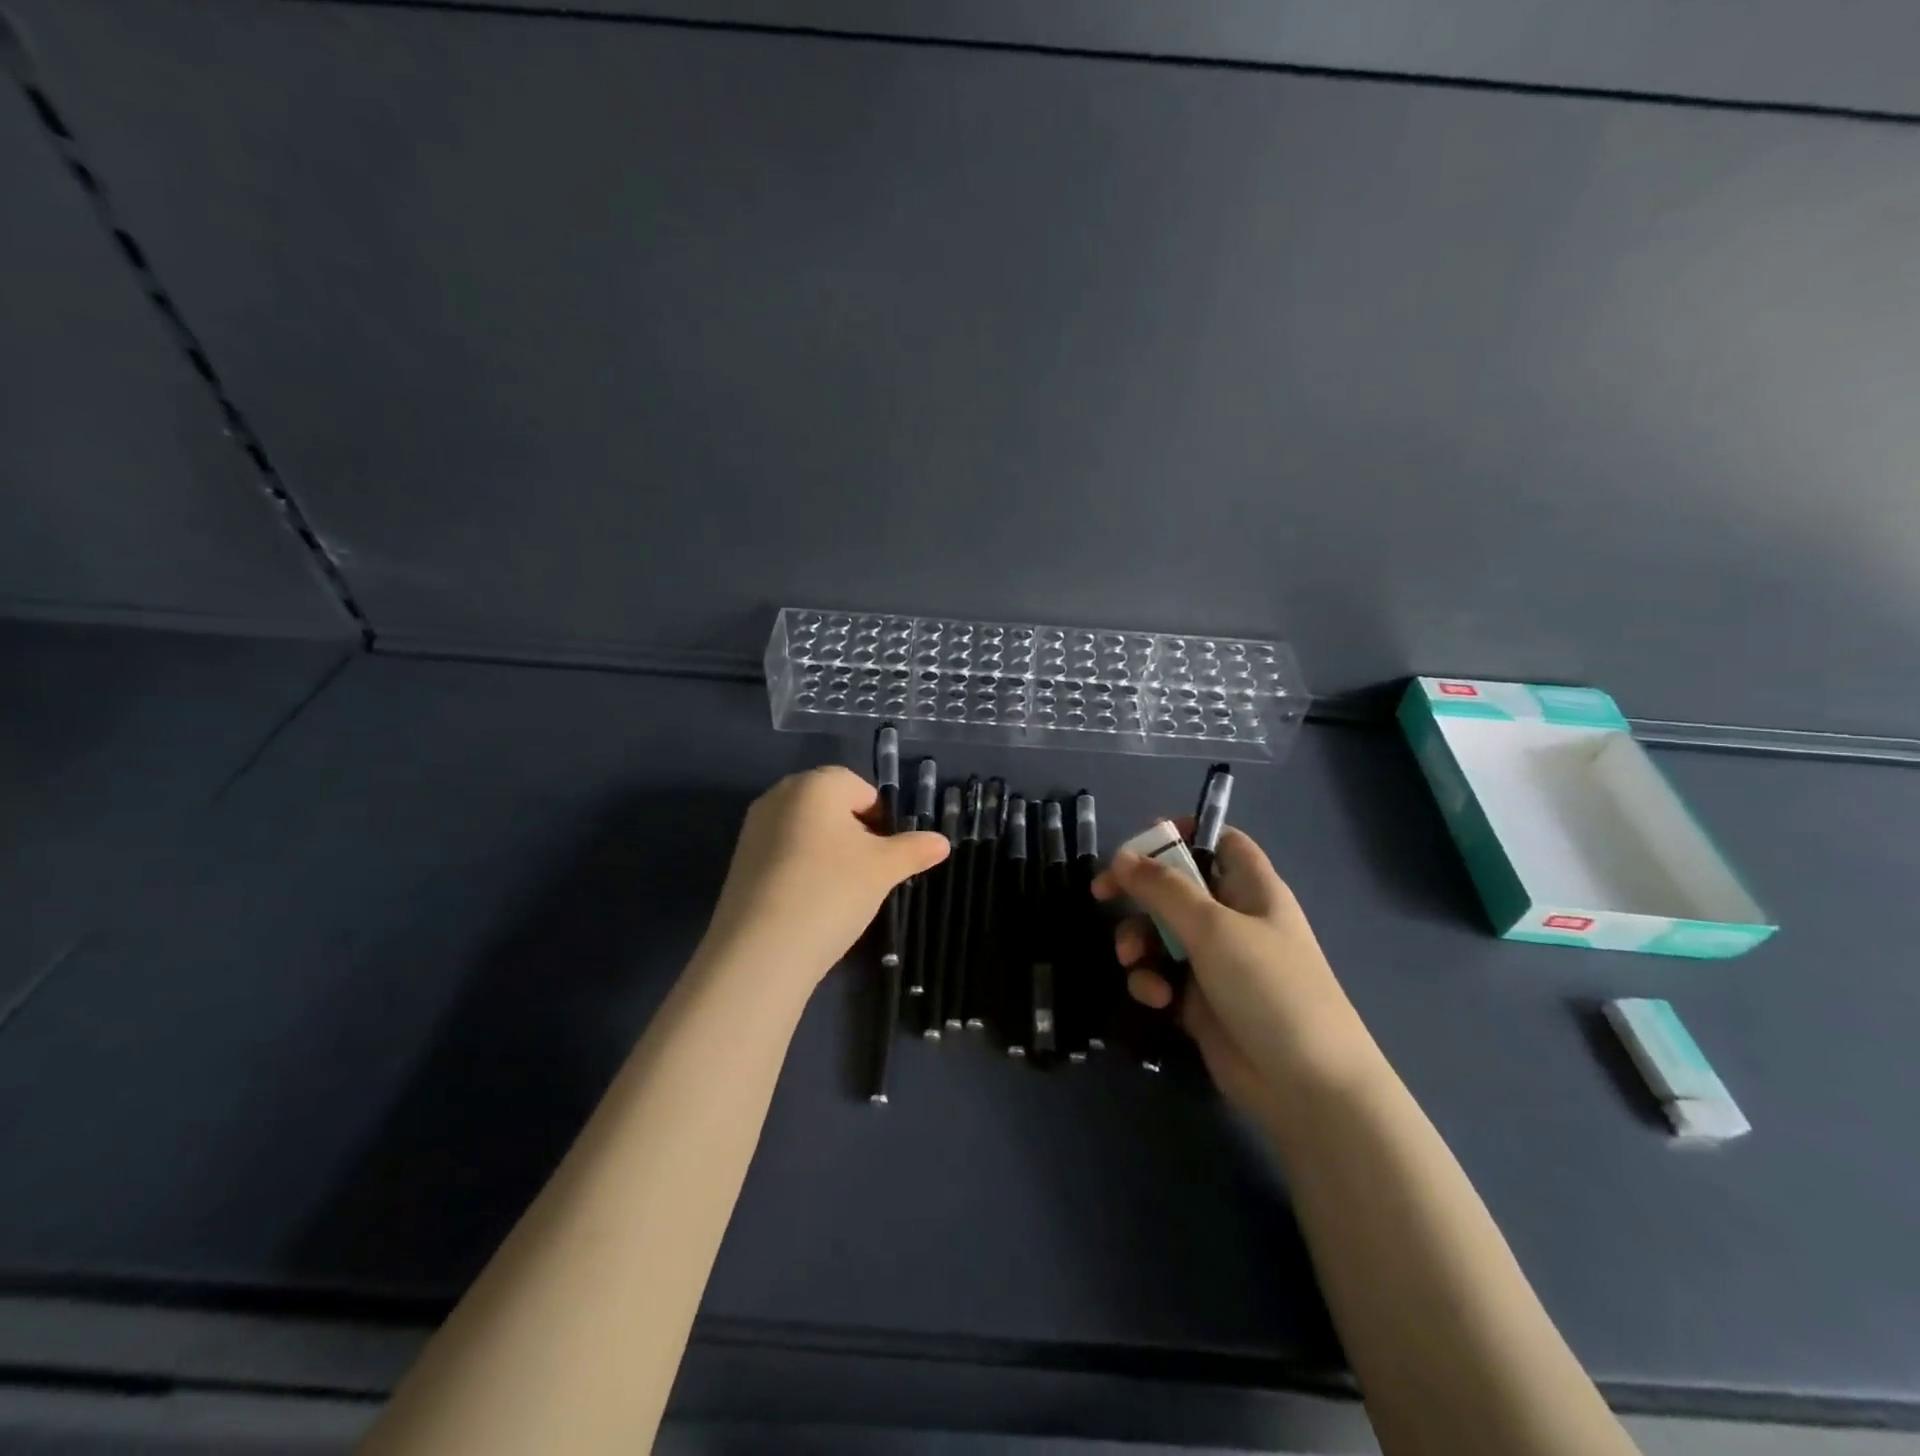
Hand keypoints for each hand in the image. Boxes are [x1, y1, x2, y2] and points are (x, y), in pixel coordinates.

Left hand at [701, 766, 949, 986]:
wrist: (761, 950)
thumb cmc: (832, 892)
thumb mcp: (883, 869)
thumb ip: (914, 849)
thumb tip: (942, 842)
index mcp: (816, 784)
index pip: (862, 789)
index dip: (882, 821)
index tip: (887, 857)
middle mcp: (780, 794)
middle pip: (832, 807)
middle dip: (855, 834)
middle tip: (868, 874)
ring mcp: (754, 827)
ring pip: (807, 831)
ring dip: (828, 853)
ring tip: (840, 893)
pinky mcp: (740, 860)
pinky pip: (783, 853)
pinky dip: (801, 869)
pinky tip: (810, 903)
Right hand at [1092, 821, 1380, 1113]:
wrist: (1306, 1086)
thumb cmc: (1268, 987)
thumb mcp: (1213, 927)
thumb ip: (1163, 888)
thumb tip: (1121, 856)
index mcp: (1251, 888)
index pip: (1220, 841)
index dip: (1184, 833)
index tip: (1140, 842)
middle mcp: (1233, 918)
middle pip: (1176, 887)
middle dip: (1140, 893)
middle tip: (1102, 894)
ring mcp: (1216, 961)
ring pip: (1161, 932)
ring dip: (1139, 941)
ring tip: (1133, 961)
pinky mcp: (1200, 1000)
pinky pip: (1162, 974)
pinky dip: (1152, 981)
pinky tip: (1156, 999)